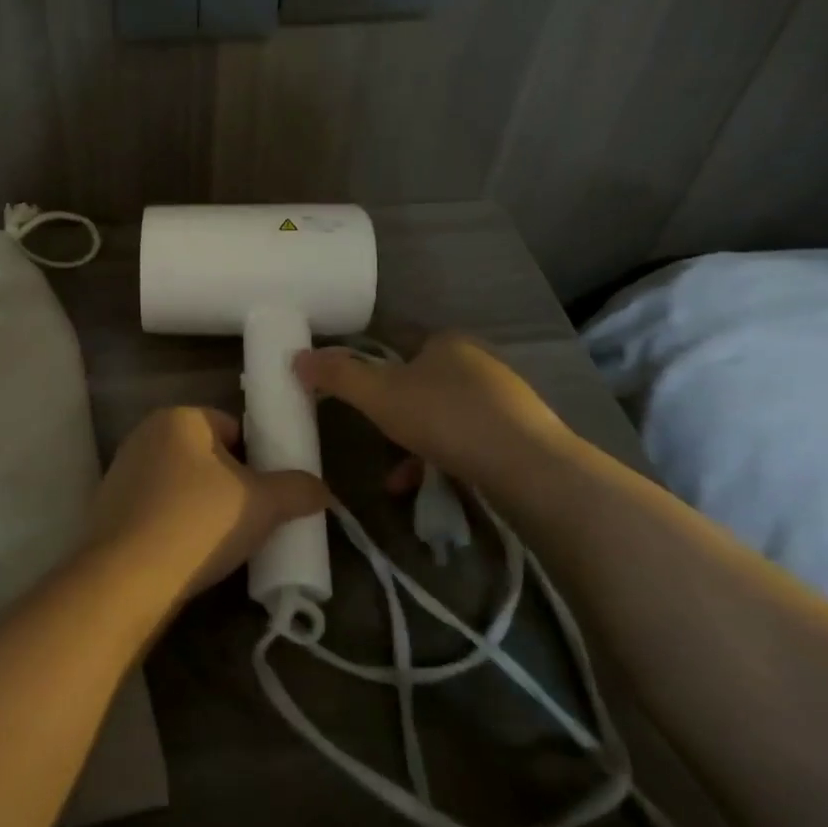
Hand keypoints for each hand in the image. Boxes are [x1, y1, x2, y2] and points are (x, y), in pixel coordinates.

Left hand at [90, 407, 331, 603]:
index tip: (269, 494)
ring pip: (181, 482)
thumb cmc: (199, 522)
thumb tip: (323, 490)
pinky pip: (157, 507)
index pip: (234, 428)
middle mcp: (146, 434)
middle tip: (252, 518)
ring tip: (222, 541)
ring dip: (202, 504)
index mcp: (180, 418)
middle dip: (230, 483)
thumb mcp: (263, 504)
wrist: (127, 578)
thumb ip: (298, 490)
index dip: (258, 459)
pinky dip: (174, 522)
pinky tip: (188, 552)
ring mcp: (122, 470)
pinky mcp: (109, 507)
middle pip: (206, 455)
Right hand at [293, 333, 572, 485]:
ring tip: (394, 476)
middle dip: (392, 412)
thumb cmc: (446, 418)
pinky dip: (440, 458)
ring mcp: (502, 397)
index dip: (370, 364)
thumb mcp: (379, 395)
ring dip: (412, 442)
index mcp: (445, 341)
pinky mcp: (517, 432)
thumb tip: (298, 357)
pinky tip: (423, 485)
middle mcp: (476, 361)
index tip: (352, 391)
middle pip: (419, 382)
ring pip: (441, 414)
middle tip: (372, 433)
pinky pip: (465, 439)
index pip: (397, 342)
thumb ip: (338, 375)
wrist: (529, 467)